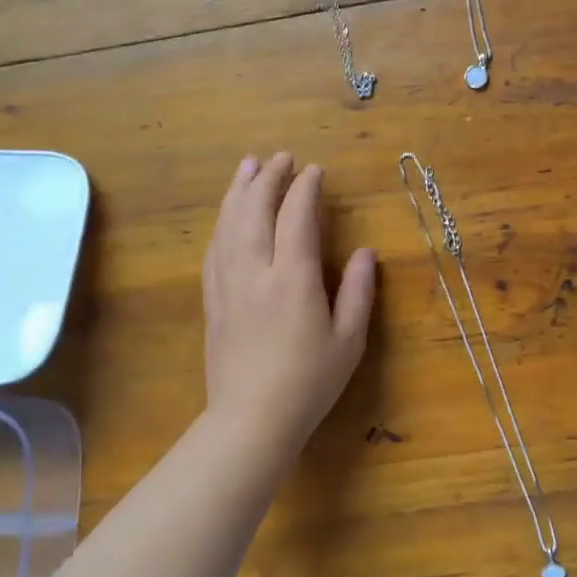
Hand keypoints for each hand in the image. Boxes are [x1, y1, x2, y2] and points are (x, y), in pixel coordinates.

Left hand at [202, 153, 376, 456]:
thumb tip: (363, 252)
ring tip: (248, 167)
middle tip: (281, 157)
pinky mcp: (212, 300)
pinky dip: (223, 222)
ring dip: (239, 191)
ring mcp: (228, 284)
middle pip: (255, 210)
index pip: (296, 217)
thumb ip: (357, 291)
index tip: (315, 170)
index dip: (305, 189)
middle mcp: (255, 271)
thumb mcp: (349, 340)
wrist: (251, 419)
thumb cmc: (309, 382)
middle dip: (268, 178)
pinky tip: (228, 215)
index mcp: (292, 278)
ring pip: (228, 224)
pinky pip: (214, 248)